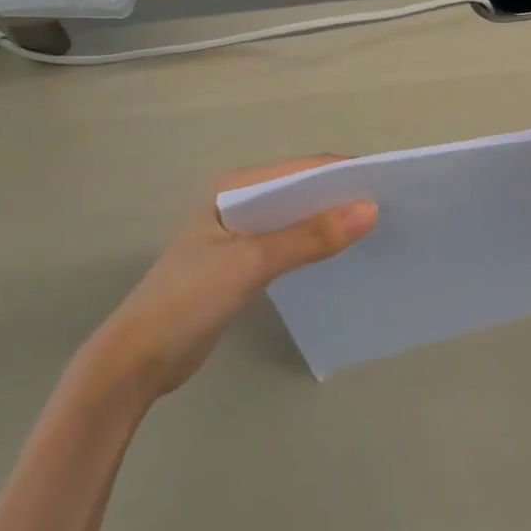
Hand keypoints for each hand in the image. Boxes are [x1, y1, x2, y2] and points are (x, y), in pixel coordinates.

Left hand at [86, 158, 376, 399]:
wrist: (137, 361)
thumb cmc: (188, 300)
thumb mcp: (251, 264)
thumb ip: (308, 237)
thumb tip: (370, 210)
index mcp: (234, 188)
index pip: (302, 169)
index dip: (346, 174)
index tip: (392, 187)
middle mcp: (239, 202)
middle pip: (302, 191)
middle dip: (343, 198)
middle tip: (392, 212)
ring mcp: (240, 233)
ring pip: (297, 218)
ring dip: (331, 223)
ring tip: (376, 233)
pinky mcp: (242, 262)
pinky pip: (289, 243)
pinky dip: (315, 246)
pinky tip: (341, 258)